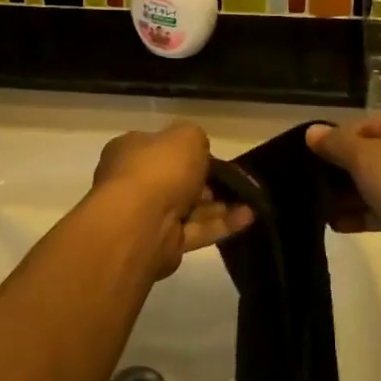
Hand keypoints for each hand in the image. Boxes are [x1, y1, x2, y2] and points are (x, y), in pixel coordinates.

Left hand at [94, 124, 253, 277]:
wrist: (141, 224)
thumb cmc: (159, 170)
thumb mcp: (186, 137)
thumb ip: (196, 138)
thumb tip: (199, 150)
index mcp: (130, 151)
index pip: (159, 147)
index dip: (186, 151)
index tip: (212, 156)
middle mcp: (133, 183)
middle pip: (174, 180)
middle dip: (205, 182)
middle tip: (232, 181)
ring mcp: (147, 216)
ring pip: (188, 208)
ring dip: (219, 205)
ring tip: (250, 200)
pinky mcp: (163, 244)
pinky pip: (196, 231)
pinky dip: (221, 225)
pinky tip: (248, 218)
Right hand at [306, 110, 380, 247]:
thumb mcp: (366, 157)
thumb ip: (336, 144)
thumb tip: (311, 132)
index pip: (367, 124)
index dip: (337, 140)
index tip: (311, 159)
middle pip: (376, 154)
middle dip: (343, 172)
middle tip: (312, 186)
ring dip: (353, 196)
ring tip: (320, 209)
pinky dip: (369, 214)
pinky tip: (339, 224)